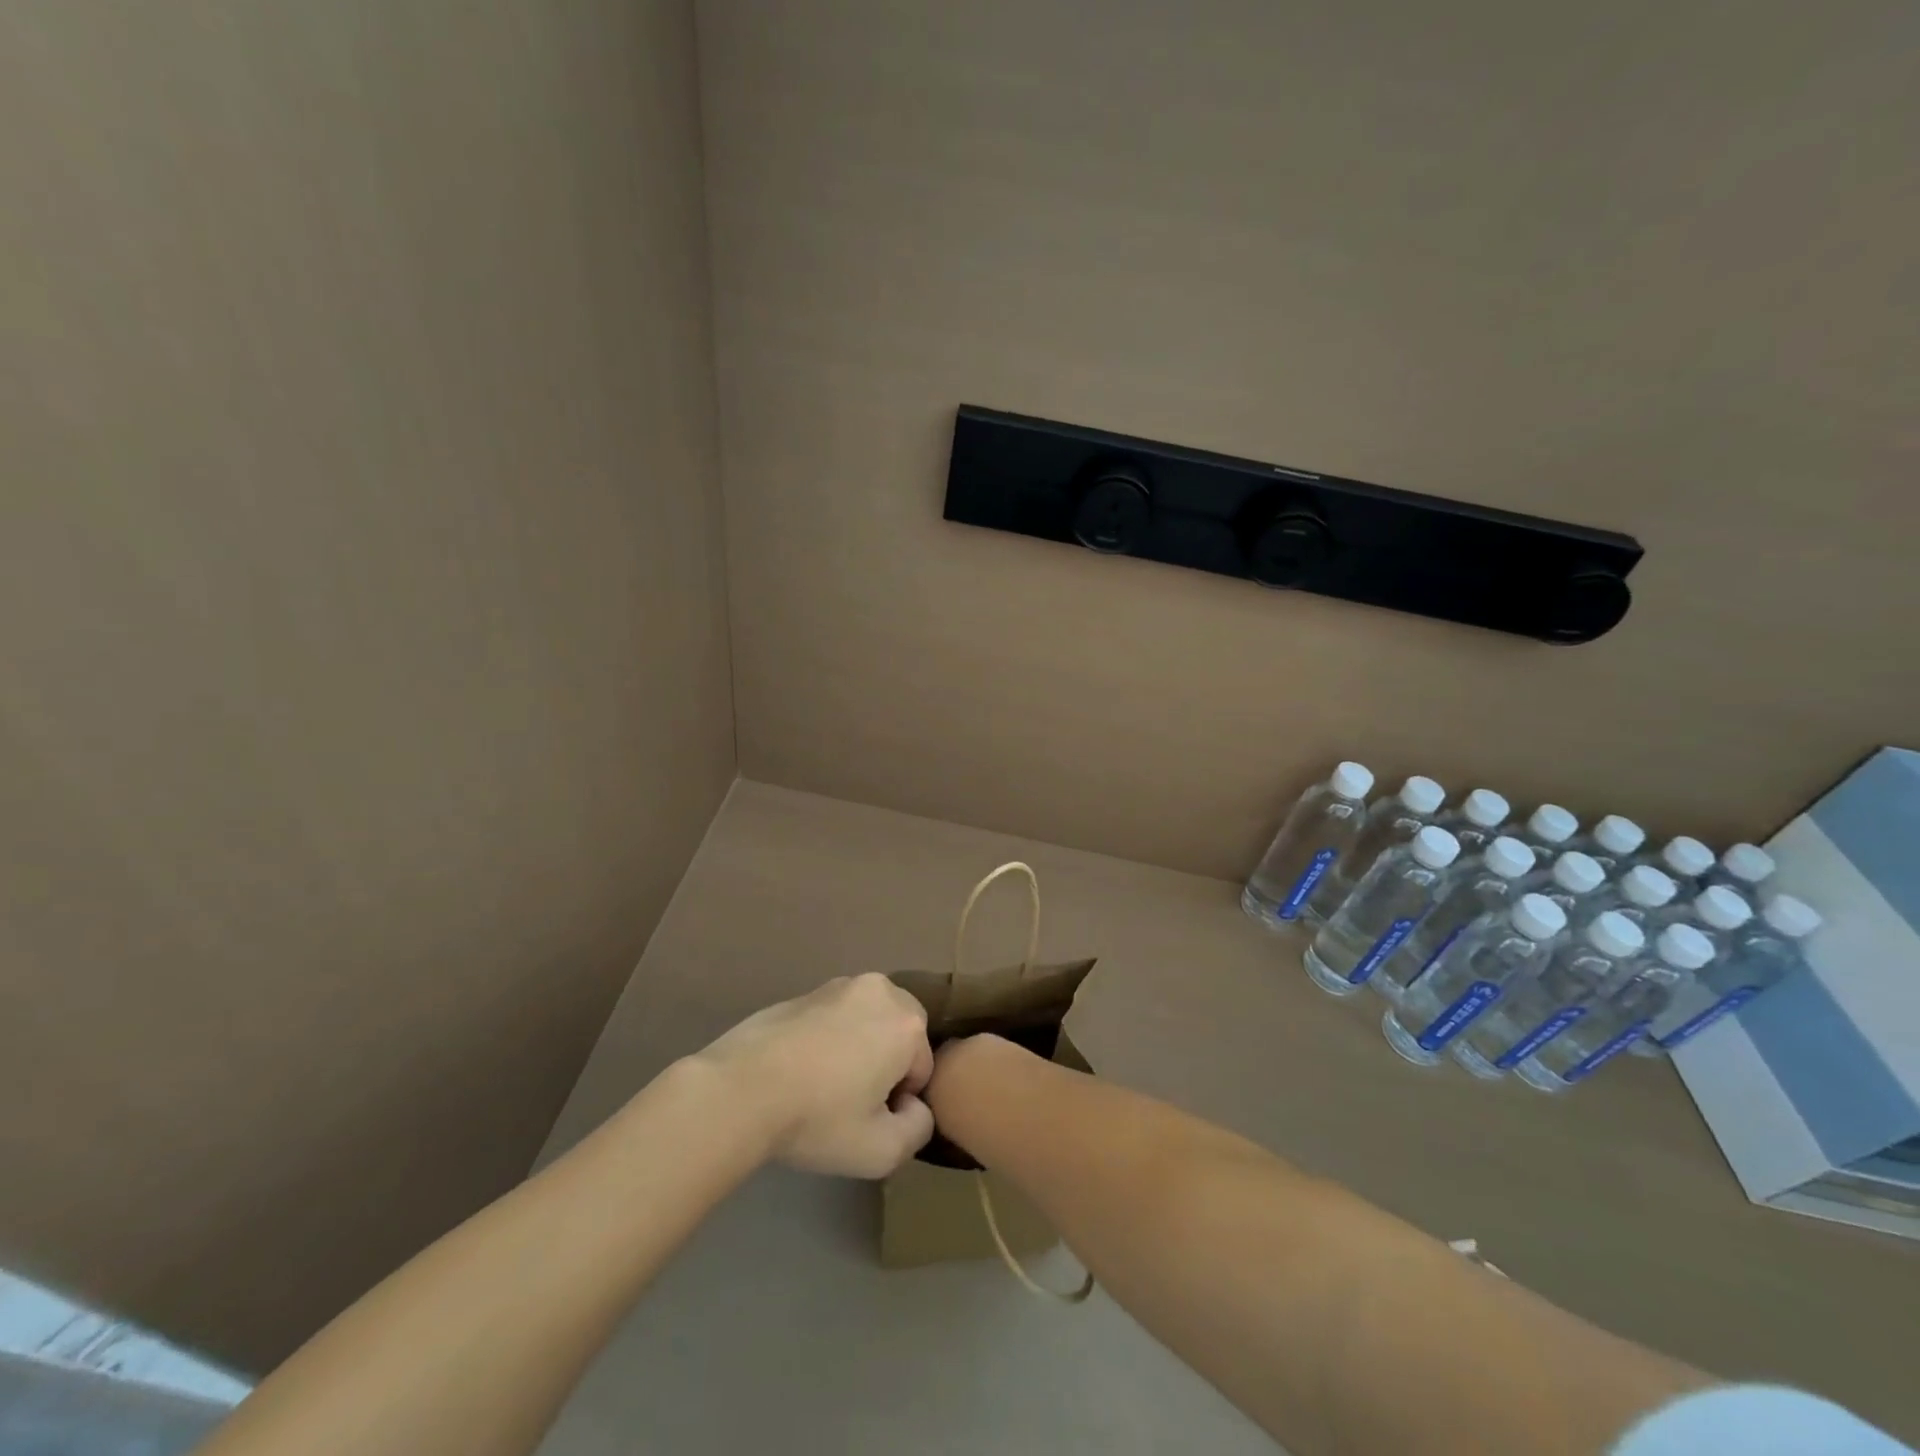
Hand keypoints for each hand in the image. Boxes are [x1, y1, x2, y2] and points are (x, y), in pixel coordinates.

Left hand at [695, 973, 935, 1177]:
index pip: (921, 1070)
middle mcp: (880, 991)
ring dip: (858, 1048)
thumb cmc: (818, 1118)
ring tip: (823, 1086)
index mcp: (906, 1023)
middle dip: (885, 1065)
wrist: (741, 1089)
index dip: (899, 1103)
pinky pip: (835, 1017)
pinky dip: (829, 1038)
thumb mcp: (881, 1151)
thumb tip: (913, 1107)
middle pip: (900, 1035)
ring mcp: (840, 985)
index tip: (868, 1121)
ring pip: (868, 1022)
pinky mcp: (806, 990)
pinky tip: (801, 1070)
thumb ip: (918, 1130)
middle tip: (850, 1103)